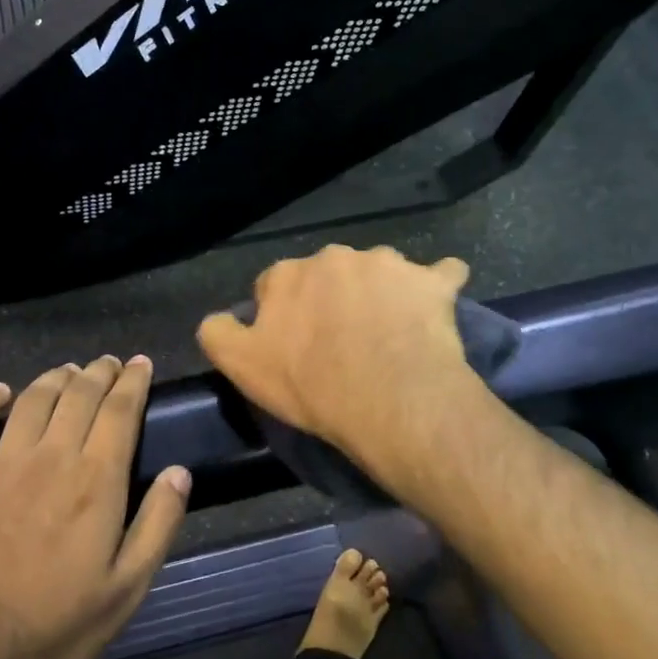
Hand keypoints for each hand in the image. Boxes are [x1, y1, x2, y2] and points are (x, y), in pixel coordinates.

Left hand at [0, 356, 189, 658]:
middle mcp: (50, 456)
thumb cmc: (57, 628)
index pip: (119, 411)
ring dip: (55, 377)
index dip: (132, 382)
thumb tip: (179, 472)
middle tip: (109, 363)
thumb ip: (157, 525)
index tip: (140, 363)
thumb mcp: (126, 589)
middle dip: (98, 372)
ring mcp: (1, 462)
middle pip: (78, 395)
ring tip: (69, 371)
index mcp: (95, 481)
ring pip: (33, 399)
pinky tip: (0, 392)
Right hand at [197, 245, 478, 485]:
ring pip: (380, 272)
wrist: (390, 401)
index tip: (293, 344)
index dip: (282, 314)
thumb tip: (219, 318)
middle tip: (341, 341)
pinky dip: (437, 285)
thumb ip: (217, 333)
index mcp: (288, 274)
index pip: (275, 284)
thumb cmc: (311, 386)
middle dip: (331, 297)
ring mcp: (389, 264)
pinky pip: (440, 273)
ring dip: (380, 292)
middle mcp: (335, 257)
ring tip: (390, 332)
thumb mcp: (241, 367)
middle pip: (327, 274)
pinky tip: (437, 306)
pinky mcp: (433, 282)